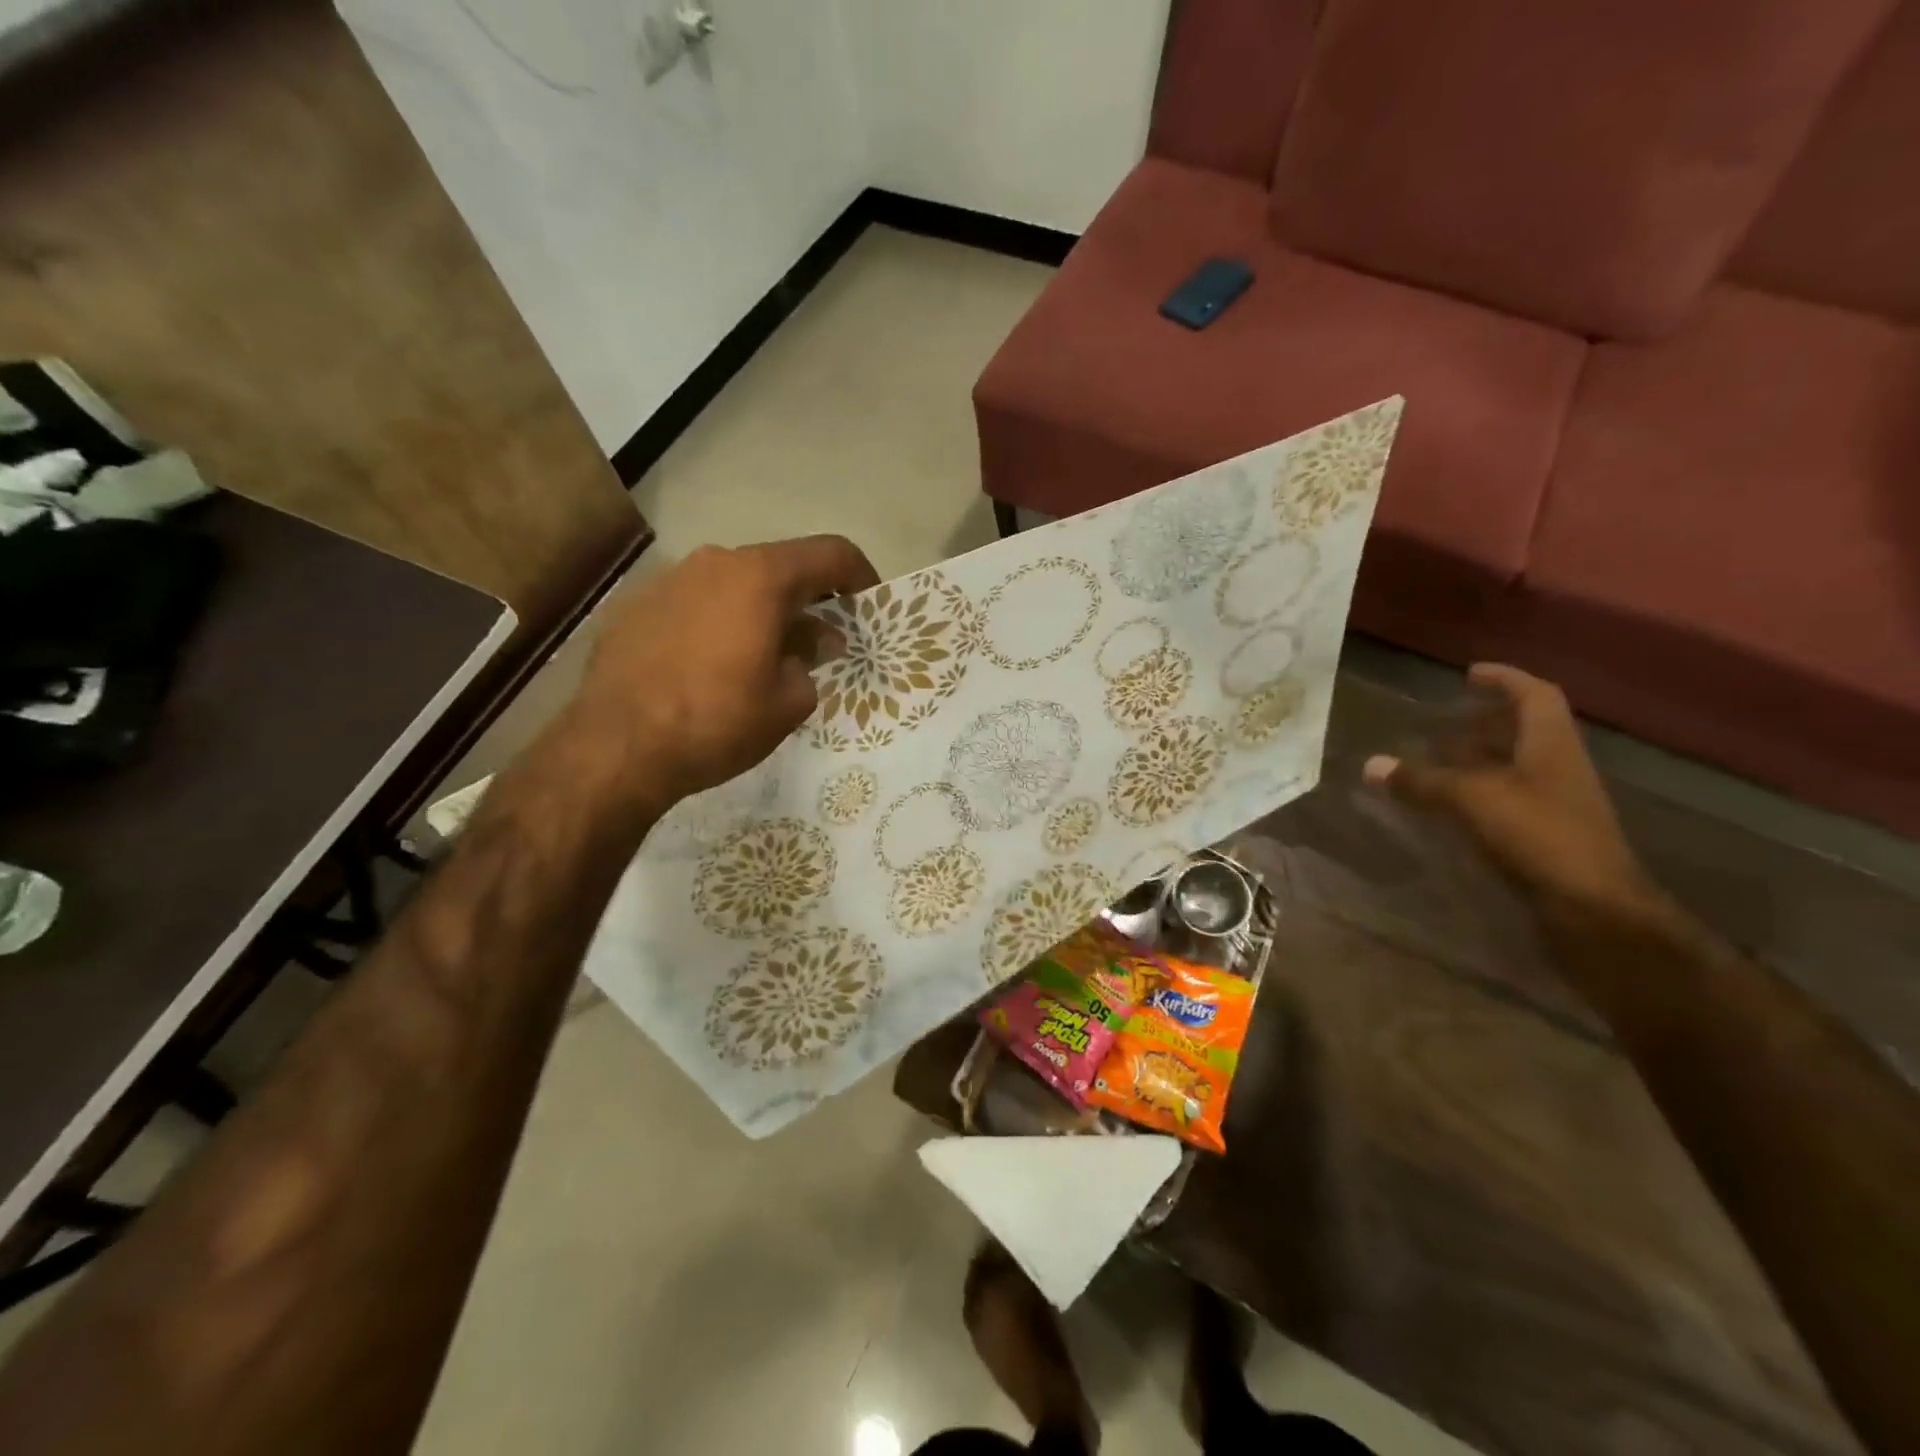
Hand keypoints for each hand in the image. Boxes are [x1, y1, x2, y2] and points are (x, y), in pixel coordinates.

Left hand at [572, 536, 878, 812]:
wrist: (616, 748)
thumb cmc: (717, 721)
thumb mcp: (788, 702)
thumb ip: (811, 660)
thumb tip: (814, 640)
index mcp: (760, 577)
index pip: (830, 553)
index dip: (860, 576)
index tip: (868, 608)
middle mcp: (714, 563)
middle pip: (778, 568)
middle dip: (807, 601)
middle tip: (818, 644)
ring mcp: (667, 580)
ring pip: (732, 585)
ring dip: (758, 613)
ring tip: (760, 659)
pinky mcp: (634, 607)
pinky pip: (692, 605)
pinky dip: (715, 624)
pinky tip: (707, 668)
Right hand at [1363, 664, 1660, 920]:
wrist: (1595, 910)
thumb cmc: (1541, 836)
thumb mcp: (1473, 800)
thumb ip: (1422, 781)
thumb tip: (1371, 765)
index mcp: (1552, 746)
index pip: (1535, 696)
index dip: (1505, 679)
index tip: (1469, 674)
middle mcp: (1558, 769)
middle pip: (1526, 732)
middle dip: (1487, 721)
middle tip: (1445, 720)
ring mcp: (1556, 805)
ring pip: (1515, 768)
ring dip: (1479, 760)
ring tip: (1436, 760)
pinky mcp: (1547, 837)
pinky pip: (1507, 801)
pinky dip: (1477, 795)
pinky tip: (1448, 806)